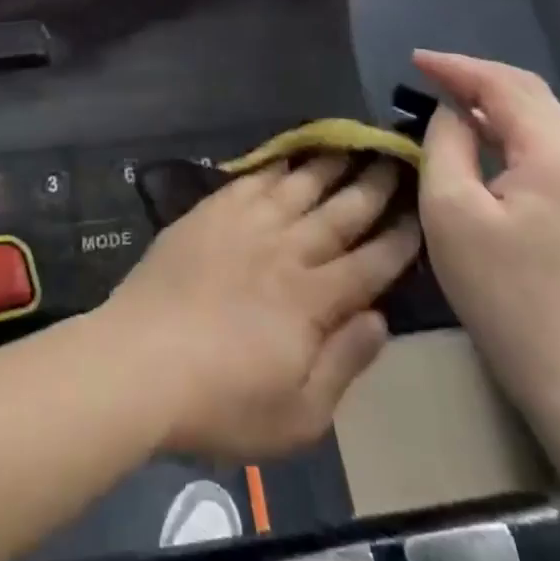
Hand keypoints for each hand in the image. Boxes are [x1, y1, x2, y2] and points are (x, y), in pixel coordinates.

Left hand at [100, 157, 420, 460]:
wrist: (140, 361)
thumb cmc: (222, 402)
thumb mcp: (299, 415)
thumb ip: (344, 362)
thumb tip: (379, 319)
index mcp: (313, 299)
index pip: (370, 263)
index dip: (399, 240)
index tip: (419, 215)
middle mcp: (285, 251)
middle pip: (339, 213)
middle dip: (373, 188)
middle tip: (396, 160)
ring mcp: (244, 226)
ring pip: (298, 187)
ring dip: (328, 166)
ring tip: (350, 145)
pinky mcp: (208, 215)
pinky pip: (250, 181)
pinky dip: (273, 167)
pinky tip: (286, 158)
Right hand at [413, 51, 559, 419]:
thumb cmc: (505, 293)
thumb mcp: (452, 211)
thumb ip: (446, 146)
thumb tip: (448, 113)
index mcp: (553, 157)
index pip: (504, 86)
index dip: (457, 67)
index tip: (414, 61)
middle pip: (530, 93)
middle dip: (477, 75)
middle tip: (428, 73)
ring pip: (538, 119)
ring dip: (491, 99)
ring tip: (445, 97)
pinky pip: (539, 146)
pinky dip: (503, 127)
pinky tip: (476, 137)